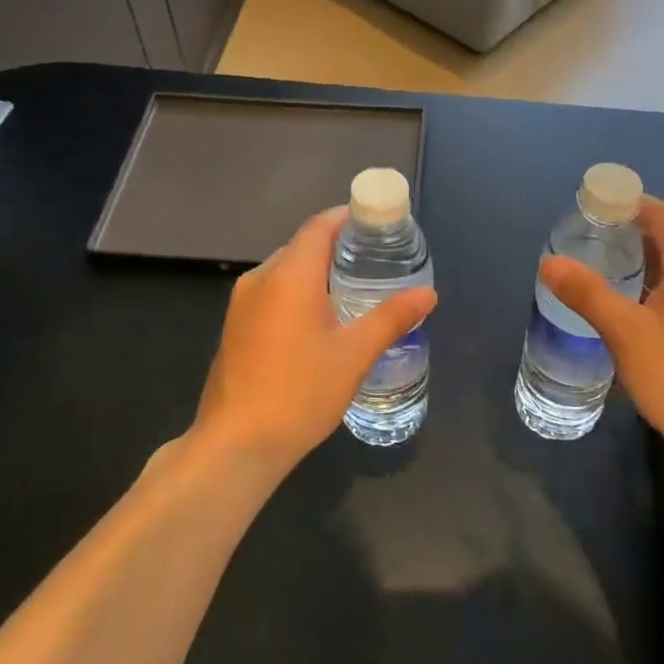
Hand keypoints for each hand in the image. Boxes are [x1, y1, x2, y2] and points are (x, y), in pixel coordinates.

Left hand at [191, 206, 436, 476]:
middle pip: (303, 245)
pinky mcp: (235, 326)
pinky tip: (321, 318)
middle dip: (338, 246)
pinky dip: (299, 291)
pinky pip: (272, 292)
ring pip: (286, 270)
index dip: (348, 218)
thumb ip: (391, 318)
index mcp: (289, 275)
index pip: (319, 226)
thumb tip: (428, 294)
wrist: (235, 446)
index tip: (378, 224)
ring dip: (317, 271)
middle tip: (376, 259)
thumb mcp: (354, 355)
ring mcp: (242, 304)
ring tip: (354, 287)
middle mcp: (260, 279)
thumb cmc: (299, 393)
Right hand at [539, 196, 663, 479]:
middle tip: (591, 238)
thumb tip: (549, 262)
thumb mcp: (625, 334)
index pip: (662, 215)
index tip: (593, 206)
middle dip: (633, 232)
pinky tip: (640, 306)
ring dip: (648, 260)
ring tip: (608, 268)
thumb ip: (586, 293)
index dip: (628, 203)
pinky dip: (663, 283)